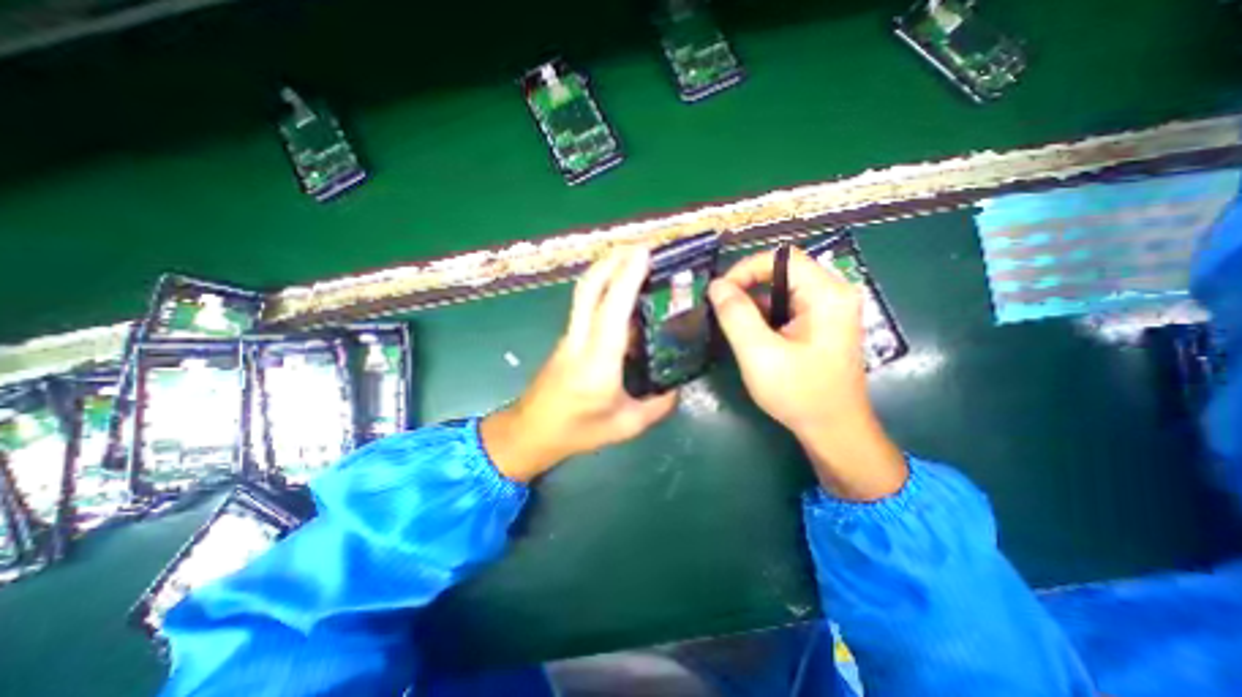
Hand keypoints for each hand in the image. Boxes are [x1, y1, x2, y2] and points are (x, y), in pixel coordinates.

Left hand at [481, 247, 678, 480]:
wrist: (531, 432)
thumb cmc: (577, 432)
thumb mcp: (625, 426)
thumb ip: (657, 406)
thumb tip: (676, 388)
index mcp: (598, 362)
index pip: (612, 309)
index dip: (628, 276)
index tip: (645, 252)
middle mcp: (580, 341)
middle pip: (589, 287)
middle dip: (613, 259)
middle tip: (640, 246)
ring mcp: (570, 337)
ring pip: (584, 293)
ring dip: (606, 269)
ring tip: (633, 260)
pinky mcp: (568, 339)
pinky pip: (585, 306)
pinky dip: (603, 289)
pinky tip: (622, 294)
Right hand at [708, 248, 904, 497]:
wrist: (833, 431)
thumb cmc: (799, 393)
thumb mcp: (759, 354)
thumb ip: (736, 315)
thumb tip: (716, 285)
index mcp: (826, 294)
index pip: (781, 258)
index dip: (746, 269)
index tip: (720, 293)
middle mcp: (832, 294)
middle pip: (782, 272)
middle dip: (747, 287)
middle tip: (721, 310)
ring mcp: (828, 310)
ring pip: (782, 290)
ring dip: (753, 303)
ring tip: (731, 325)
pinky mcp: (820, 325)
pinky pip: (787, 307)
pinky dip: (764, 316)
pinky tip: (750, 336)